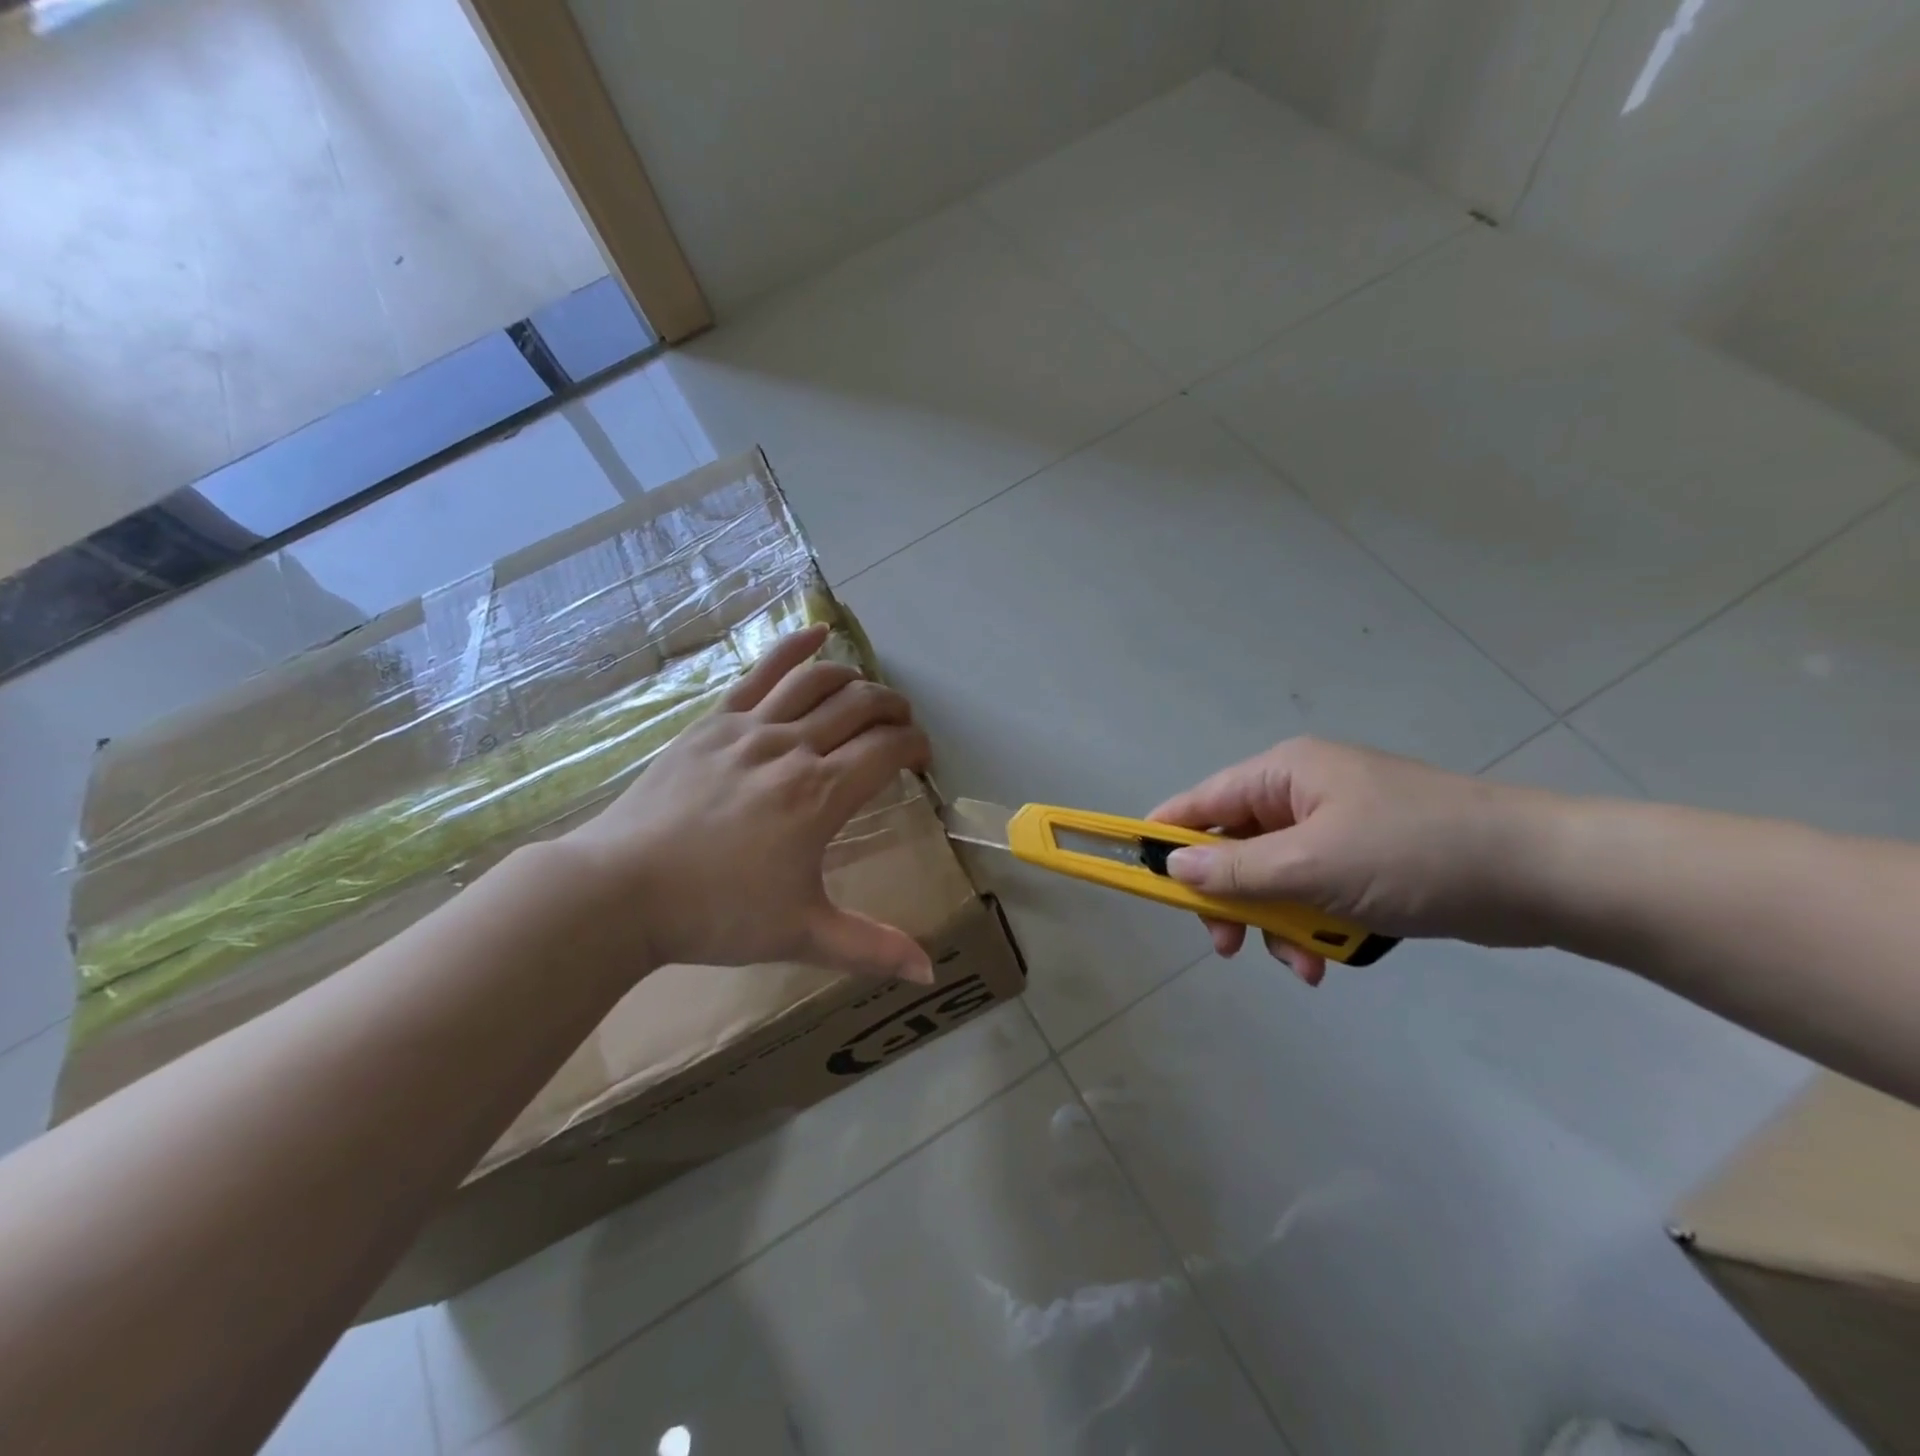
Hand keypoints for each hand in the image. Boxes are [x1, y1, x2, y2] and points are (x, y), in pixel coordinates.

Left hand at [561, 624, 935, 982]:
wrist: (620, 890)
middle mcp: (792, 748)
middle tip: (901, 728)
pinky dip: (795, 648)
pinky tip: (817, 632)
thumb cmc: (715, 912)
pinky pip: (761, 672)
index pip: (887, 749)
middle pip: (860, 706)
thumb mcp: (801, 934)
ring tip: (868, 694)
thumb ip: (871, 948)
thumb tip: (930, 972)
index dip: (914, 747)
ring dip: (855, 679)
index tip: (921, 761)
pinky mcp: (713, 721)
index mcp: (820, 795)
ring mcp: (749, 727)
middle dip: (893, 710)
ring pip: (818, 681)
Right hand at [1150, 738, 1560, 984]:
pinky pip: (1312, 893)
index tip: (1137, 877)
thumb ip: (1236, 872)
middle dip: (1231, 900)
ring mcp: (1335, 828)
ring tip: (1302, 963)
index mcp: (1284, 774)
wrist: (1541, 874)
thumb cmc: (1415, 854)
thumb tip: (1172, 869)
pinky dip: (1312, 926)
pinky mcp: (1365, 861)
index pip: (1201, 802)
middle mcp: (1302, 794)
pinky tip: (1327, 962)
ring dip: (1276, 923)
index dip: (1165, 838)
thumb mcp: (1313, 865)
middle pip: (1234, 848)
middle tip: (1228, 947)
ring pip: (1273, 879)